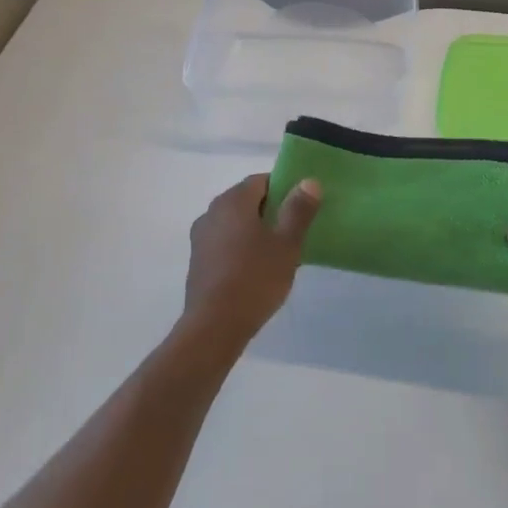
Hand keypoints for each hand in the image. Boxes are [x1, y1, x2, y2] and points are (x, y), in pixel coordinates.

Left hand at [182, 174, 321, 353]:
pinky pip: (224, 242)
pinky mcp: (198, 261)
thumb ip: (298, 210)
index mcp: (233, 201)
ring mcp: (201, 237)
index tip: (302, 206)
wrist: (214, 326)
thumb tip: (309, 181)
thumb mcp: (287, 244)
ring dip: (255, 230)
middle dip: (271, 210)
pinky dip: (241, 247)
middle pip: (246, 200)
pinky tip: (256, 269)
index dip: (284, 188)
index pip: (261, 181)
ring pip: (235, 223)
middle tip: (295, 230)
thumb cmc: (255, 279)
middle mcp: (212, 212)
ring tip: (279, 252)